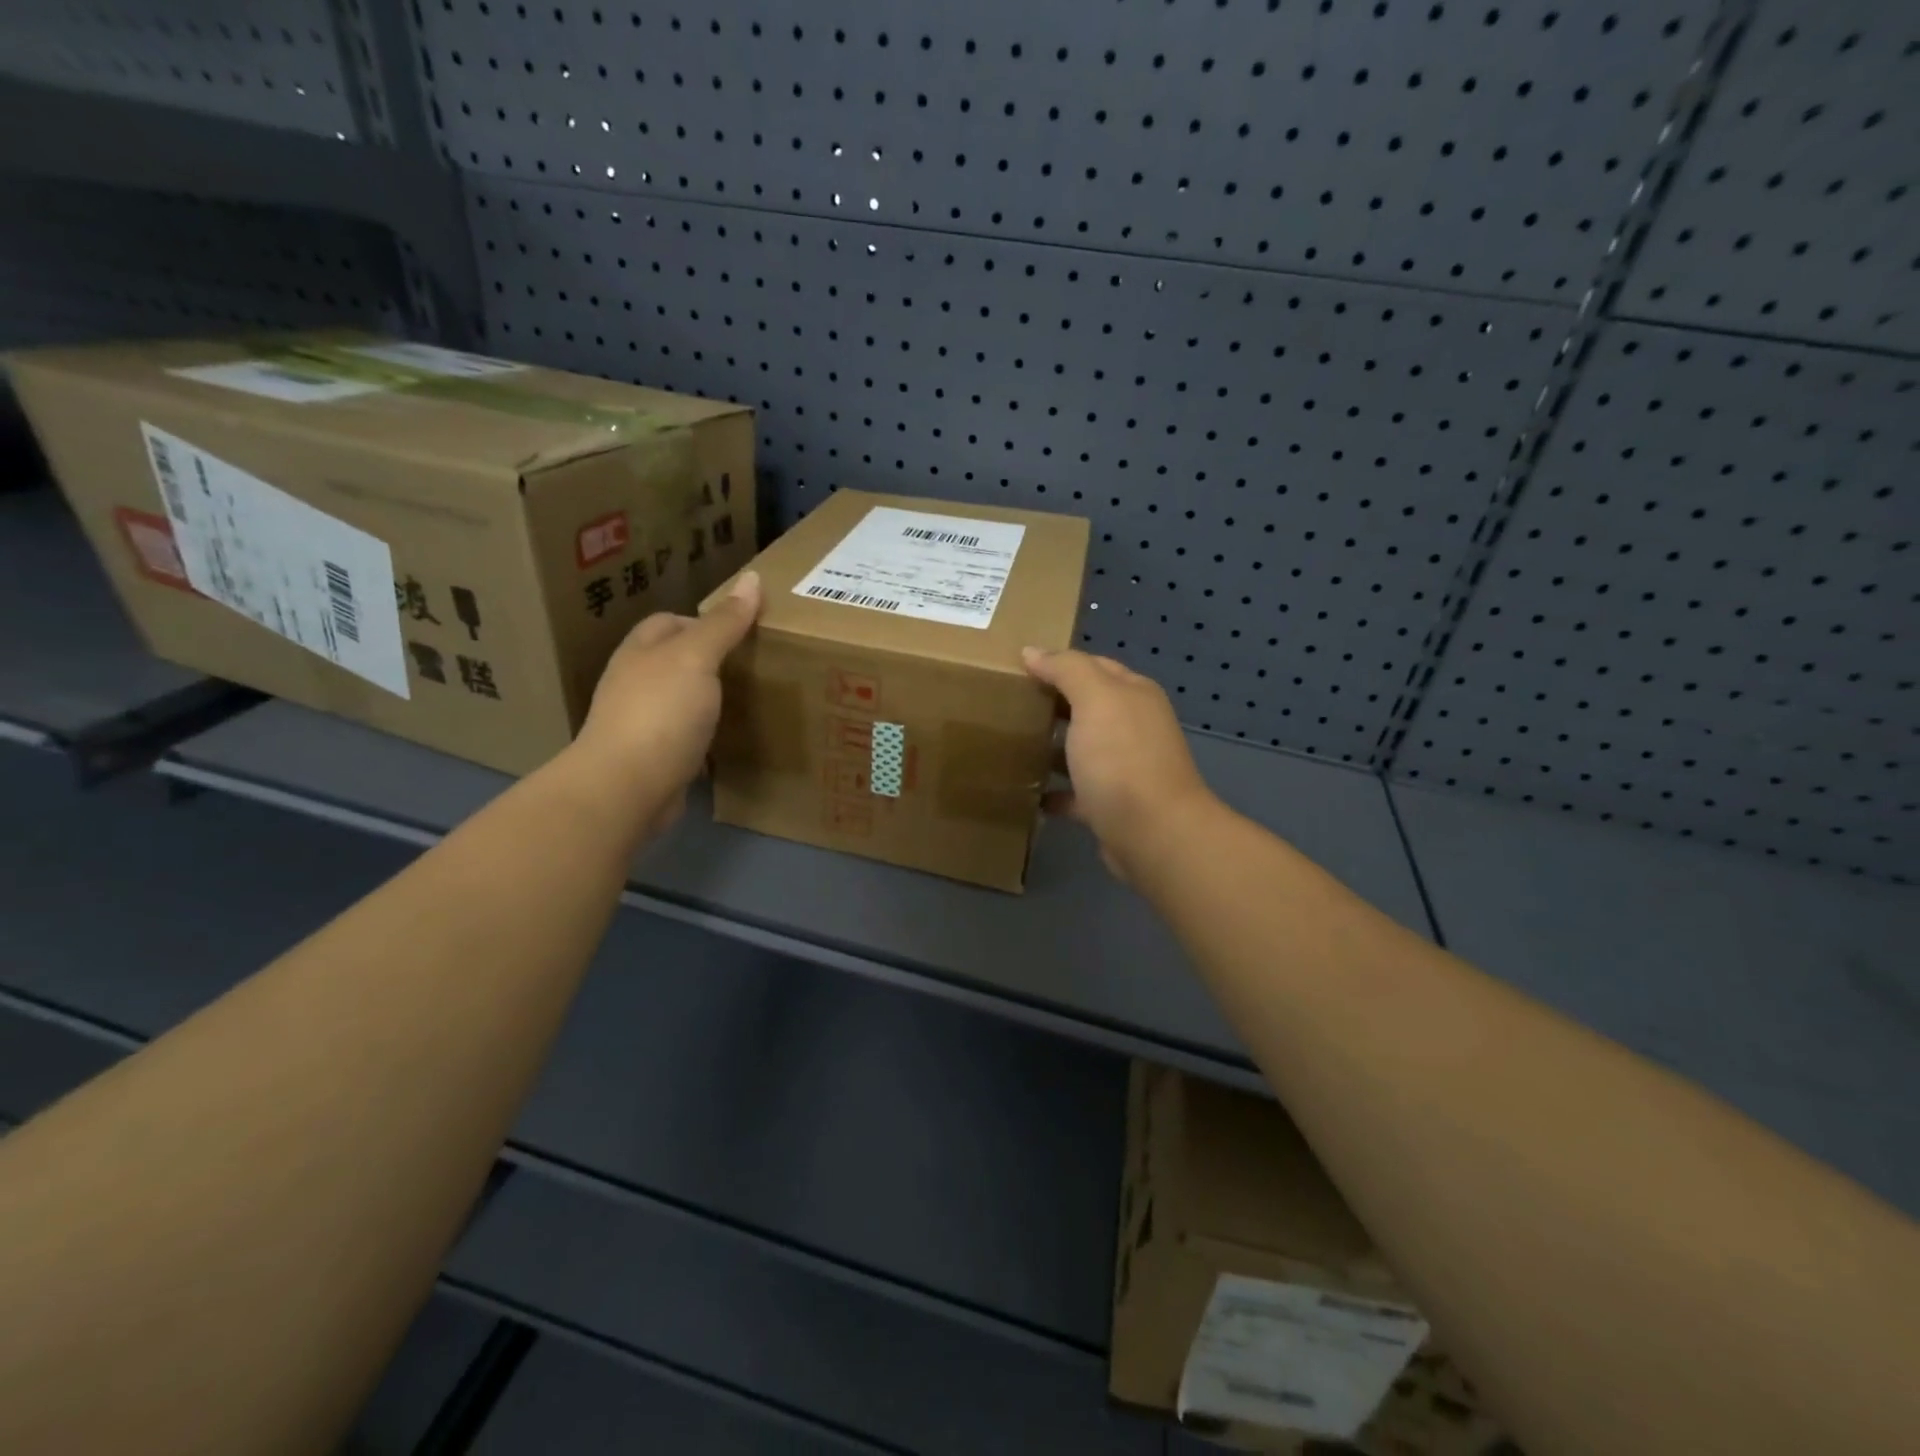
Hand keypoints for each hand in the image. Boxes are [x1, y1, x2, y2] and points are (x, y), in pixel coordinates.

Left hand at [566, 571, 761, 835]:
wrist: (626, 788)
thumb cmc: (660, 713)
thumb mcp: (697, 658)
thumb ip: (724, 623)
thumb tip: (752, 578)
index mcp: (640, 652)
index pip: (670, 622)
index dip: (704, 620)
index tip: (744, 632)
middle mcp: (635, 683)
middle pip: (675, 661)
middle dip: (711, 661)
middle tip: (755, 665)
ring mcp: (641, 723)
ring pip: (681, 700)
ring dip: (709, 700)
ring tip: (750, 701)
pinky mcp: (653, 759)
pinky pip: (685, 738)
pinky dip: (707, 736)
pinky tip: (730, 741)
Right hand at [1021, 647, 1215, 882]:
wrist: (1152, 833)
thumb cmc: (1121, 757)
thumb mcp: (1095, 698)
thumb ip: (1066, 669)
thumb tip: (1033, 651)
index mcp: (1133, 695)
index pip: (1093, 666)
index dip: (1058, 664)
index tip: (1017, 669)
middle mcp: (1133, 727)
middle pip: (1086, 708)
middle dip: (1051, 705)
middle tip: (1006, 705)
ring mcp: (1123, 768)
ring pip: (1080, 750)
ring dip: (1051, 748)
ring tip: (1010, 746)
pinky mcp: (1110, 805)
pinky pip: (1075, 793)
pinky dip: (1054, 792)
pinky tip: (1027, 793)